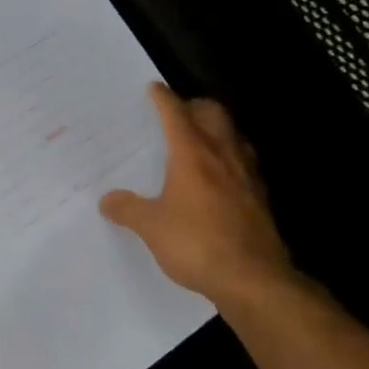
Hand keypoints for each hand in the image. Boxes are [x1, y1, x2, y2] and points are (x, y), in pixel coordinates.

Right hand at [100, 83, 297, 310]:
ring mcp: (247, 176)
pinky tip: (222, 177)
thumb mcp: (150, 227)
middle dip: (195, 105)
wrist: (254, 280)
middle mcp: (222, 156)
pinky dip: (230, 157)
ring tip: (201, 139)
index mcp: (193, 154)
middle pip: (213, 114)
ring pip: (234, 135)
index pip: (175, 113)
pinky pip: (245, 163)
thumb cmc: (197, 244)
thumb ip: (128, 209)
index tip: (153, 88)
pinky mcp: (261, 198)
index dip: (163, 98)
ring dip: (217, 129)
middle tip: (178, 111)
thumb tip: (107, 200)